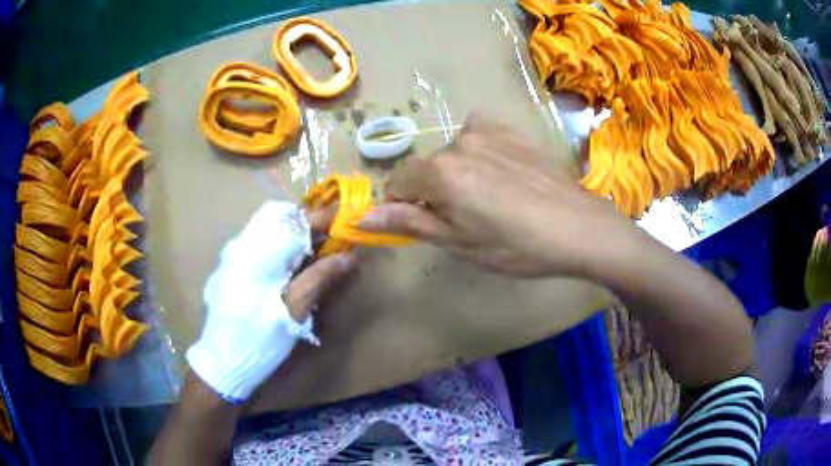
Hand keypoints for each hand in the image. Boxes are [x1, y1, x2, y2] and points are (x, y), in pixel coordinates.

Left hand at [187, 201, 355, 402]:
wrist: (222, 362)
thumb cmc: (260, 337)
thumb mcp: (294, 309)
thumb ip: (321, 277)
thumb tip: (351, 254)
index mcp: (257, 250)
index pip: (295, 220)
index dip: (324, 217)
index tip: (349, 218)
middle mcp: (241, 244)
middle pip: (279, 218)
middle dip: (309, 223)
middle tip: (332, 239)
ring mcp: (232, 255)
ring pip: (268, 230)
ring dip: (294, 235)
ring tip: (316, 253)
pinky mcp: (229, 269)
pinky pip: (258, 244)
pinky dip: (280, 246)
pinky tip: (288, 269)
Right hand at [361, 112, 640, 276]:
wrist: (578, 227)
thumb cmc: (517, 245)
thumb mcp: (459, 242)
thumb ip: (410, 223)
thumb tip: (364, 217)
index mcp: (440, 172)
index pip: (398, 183)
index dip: (402, 206)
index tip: (422, 224)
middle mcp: (457, 141)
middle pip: (427, 168)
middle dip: (433, 191)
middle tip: (466, 219)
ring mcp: (487, 131)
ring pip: (453, 153)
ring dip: (457, 172)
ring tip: (491, 198)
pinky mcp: (511, 130)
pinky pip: (479, 135)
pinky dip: (479, 152)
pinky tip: (502, 172)